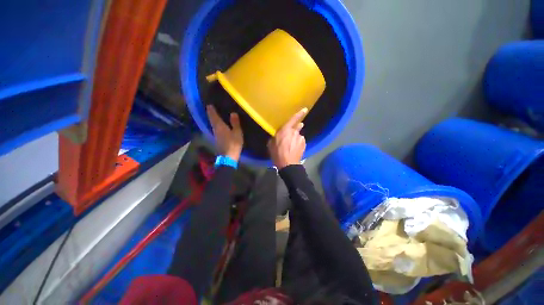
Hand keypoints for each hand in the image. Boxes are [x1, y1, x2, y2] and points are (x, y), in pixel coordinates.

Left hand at [206, 105, 243, 160]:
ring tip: (215, 116)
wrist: (228, 157)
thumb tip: (233, 113)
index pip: (213, 116)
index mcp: (219, 126)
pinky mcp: (217, 140)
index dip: (211, 110)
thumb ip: (235, 123)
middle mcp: (215, 130)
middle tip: (211, 109)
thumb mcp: (237, 132)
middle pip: (212, 120)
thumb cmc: (233, 143)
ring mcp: (215, 136)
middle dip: (211, 114)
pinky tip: (219, 126)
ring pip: (213, 125)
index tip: (209, 105)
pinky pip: (216, 130)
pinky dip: (216, 126)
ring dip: (213, 120)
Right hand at [268, 108, 307, 168]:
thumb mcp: (271, 144)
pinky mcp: (304, 144)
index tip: (305, 109)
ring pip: (298, 135)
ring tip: (292, 145)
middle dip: (296, 127)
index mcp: (285, 130)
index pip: (293, 119)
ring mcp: (300, 138)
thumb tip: (278, 134)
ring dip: (296, 137)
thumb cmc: (277, 154)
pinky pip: (301, 141)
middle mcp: (294, 132)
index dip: (299, 114)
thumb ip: (275, 137)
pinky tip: (295, 149)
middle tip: (293, 132)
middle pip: (297, 126)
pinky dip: (298, 143)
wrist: (288, 164)